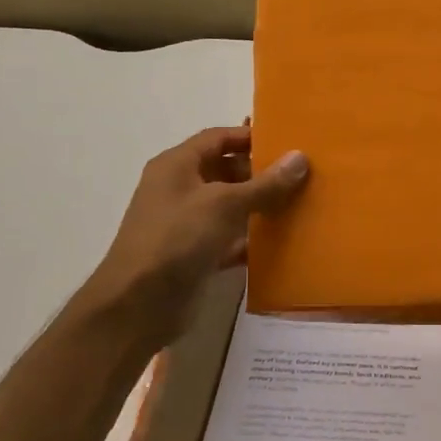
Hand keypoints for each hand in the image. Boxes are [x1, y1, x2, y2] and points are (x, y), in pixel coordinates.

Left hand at [82, 126, 308, 350]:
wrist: (139, 303)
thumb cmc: (177, 239)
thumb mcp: (224, 204)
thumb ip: (264, 184)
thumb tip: (300, 157)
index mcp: (177, 166)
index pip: (217, 138)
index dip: (250, 137)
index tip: (287, 143)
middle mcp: (180, 189)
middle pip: (225, 171)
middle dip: (260, 172)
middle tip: (301, 176)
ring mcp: (187, 224)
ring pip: (230, 207)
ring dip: (260, 206)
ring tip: (300, 204)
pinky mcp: (196, 255)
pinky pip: (230, 239)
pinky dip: (252, 239)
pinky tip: (281, 241)